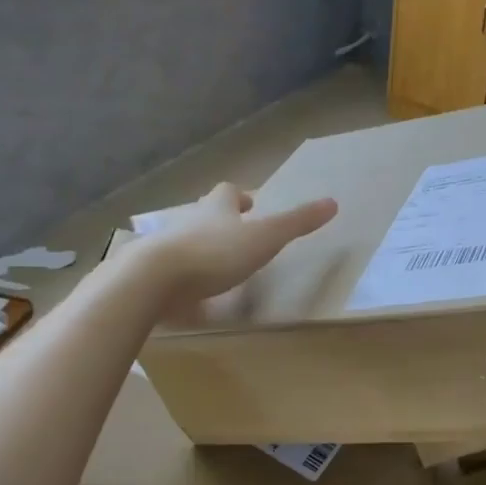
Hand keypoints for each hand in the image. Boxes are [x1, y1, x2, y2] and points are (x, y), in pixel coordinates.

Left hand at [146, 182, 336, 306]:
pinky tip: (191, 292)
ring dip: (200, 247)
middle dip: (219, 220)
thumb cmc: (215, 253)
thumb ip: (297, 222)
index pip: (228, 192)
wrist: (153, 279)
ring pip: (186, 239)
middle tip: (236, 232)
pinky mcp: (152, 274)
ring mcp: (166, 246)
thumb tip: (333, 202)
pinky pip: (170, 270)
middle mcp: (189, 220)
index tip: (251, 205)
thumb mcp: (265, 238)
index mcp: (217, 208)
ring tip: (217, 265)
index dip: (241, 197)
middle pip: (205, 213)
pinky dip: (182, 276)